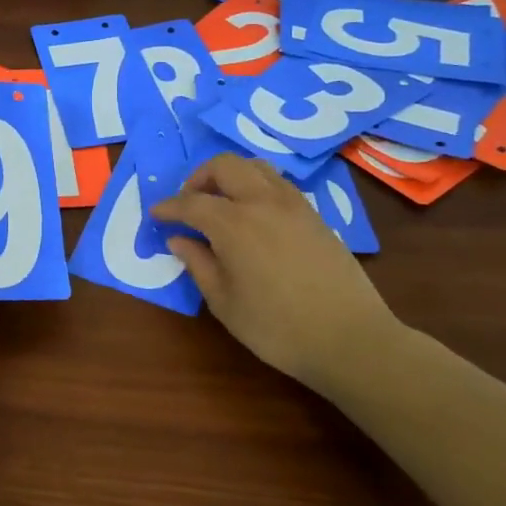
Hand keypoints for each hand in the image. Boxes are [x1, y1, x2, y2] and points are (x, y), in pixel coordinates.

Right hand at [153, 153, 404, 387]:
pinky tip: (254, 215)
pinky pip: (278, 184)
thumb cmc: (277, 328)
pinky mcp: (315, 215)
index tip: (156, 215)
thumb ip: (198, 265)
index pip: (191, 202)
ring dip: (230, 176)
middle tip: (189, 204)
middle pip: (225, 166)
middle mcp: (262, 202)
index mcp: (233, 224)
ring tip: (221, 202)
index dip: (169, 207)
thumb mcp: (224, 303)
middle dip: (199, 178)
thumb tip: (179, 240)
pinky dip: (256, 186)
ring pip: (255, 167)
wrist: (350, 339)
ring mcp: (293, 205)